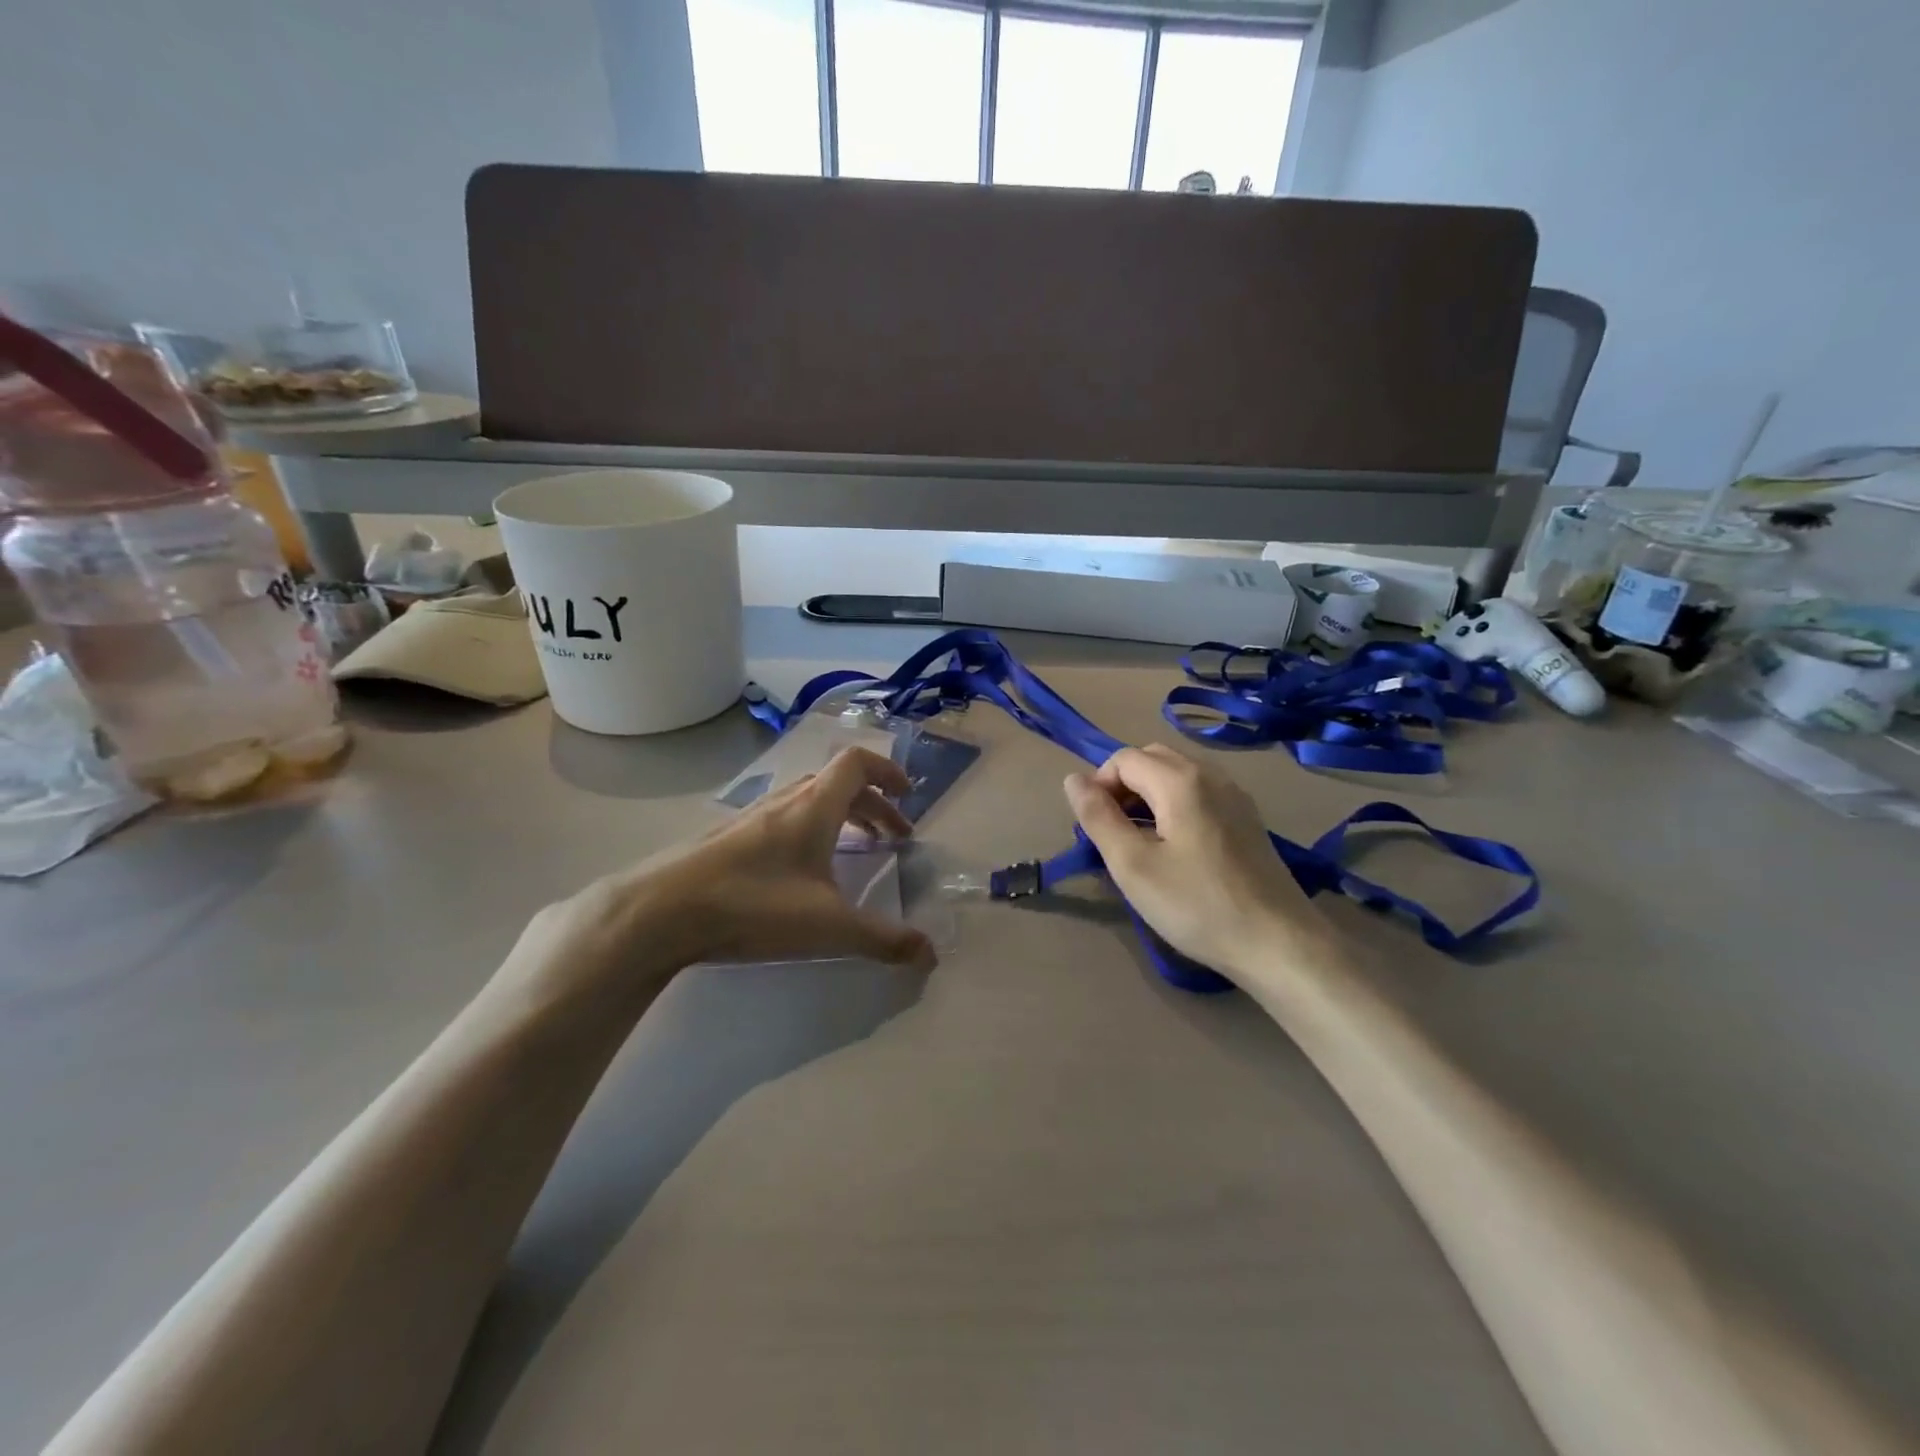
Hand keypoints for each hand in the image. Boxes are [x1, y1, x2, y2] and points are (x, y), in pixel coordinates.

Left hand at [503, 748, 935, 1014]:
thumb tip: (930, 954)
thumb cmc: (754, 905)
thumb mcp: (829, 927)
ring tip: (854, 851)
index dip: (888, 771)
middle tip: (893, 837)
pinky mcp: (727, 840)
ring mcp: (751, 818)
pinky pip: (782, 820)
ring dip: (840, 817)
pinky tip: (800, 873)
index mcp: (814, 807)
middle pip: (837, 784)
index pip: (857, 763)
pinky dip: (808, 832)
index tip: (909, 795)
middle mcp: (785, 802)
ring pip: (807, 802)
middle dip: (873, 805)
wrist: (660, 912)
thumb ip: (882, 940)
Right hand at [1063, 745, 1338, 982]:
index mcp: (1180, 780)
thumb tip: (1073, 779)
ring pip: (1177, 775)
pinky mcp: (1248, 819)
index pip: (1123, 759)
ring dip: (1148, 795)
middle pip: (1152, 759)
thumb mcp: (1132, 865)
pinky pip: (1200, 793)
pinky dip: (1175, 805)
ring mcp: (1235, 796)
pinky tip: (1175, 848)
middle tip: (1113, 833)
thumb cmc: (1196, 905)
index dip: (1099, 786)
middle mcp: (1211, 775)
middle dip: (1122, 786)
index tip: (1094, 829)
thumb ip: (1098, 817)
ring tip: (1139, 842)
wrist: (1279, 943)